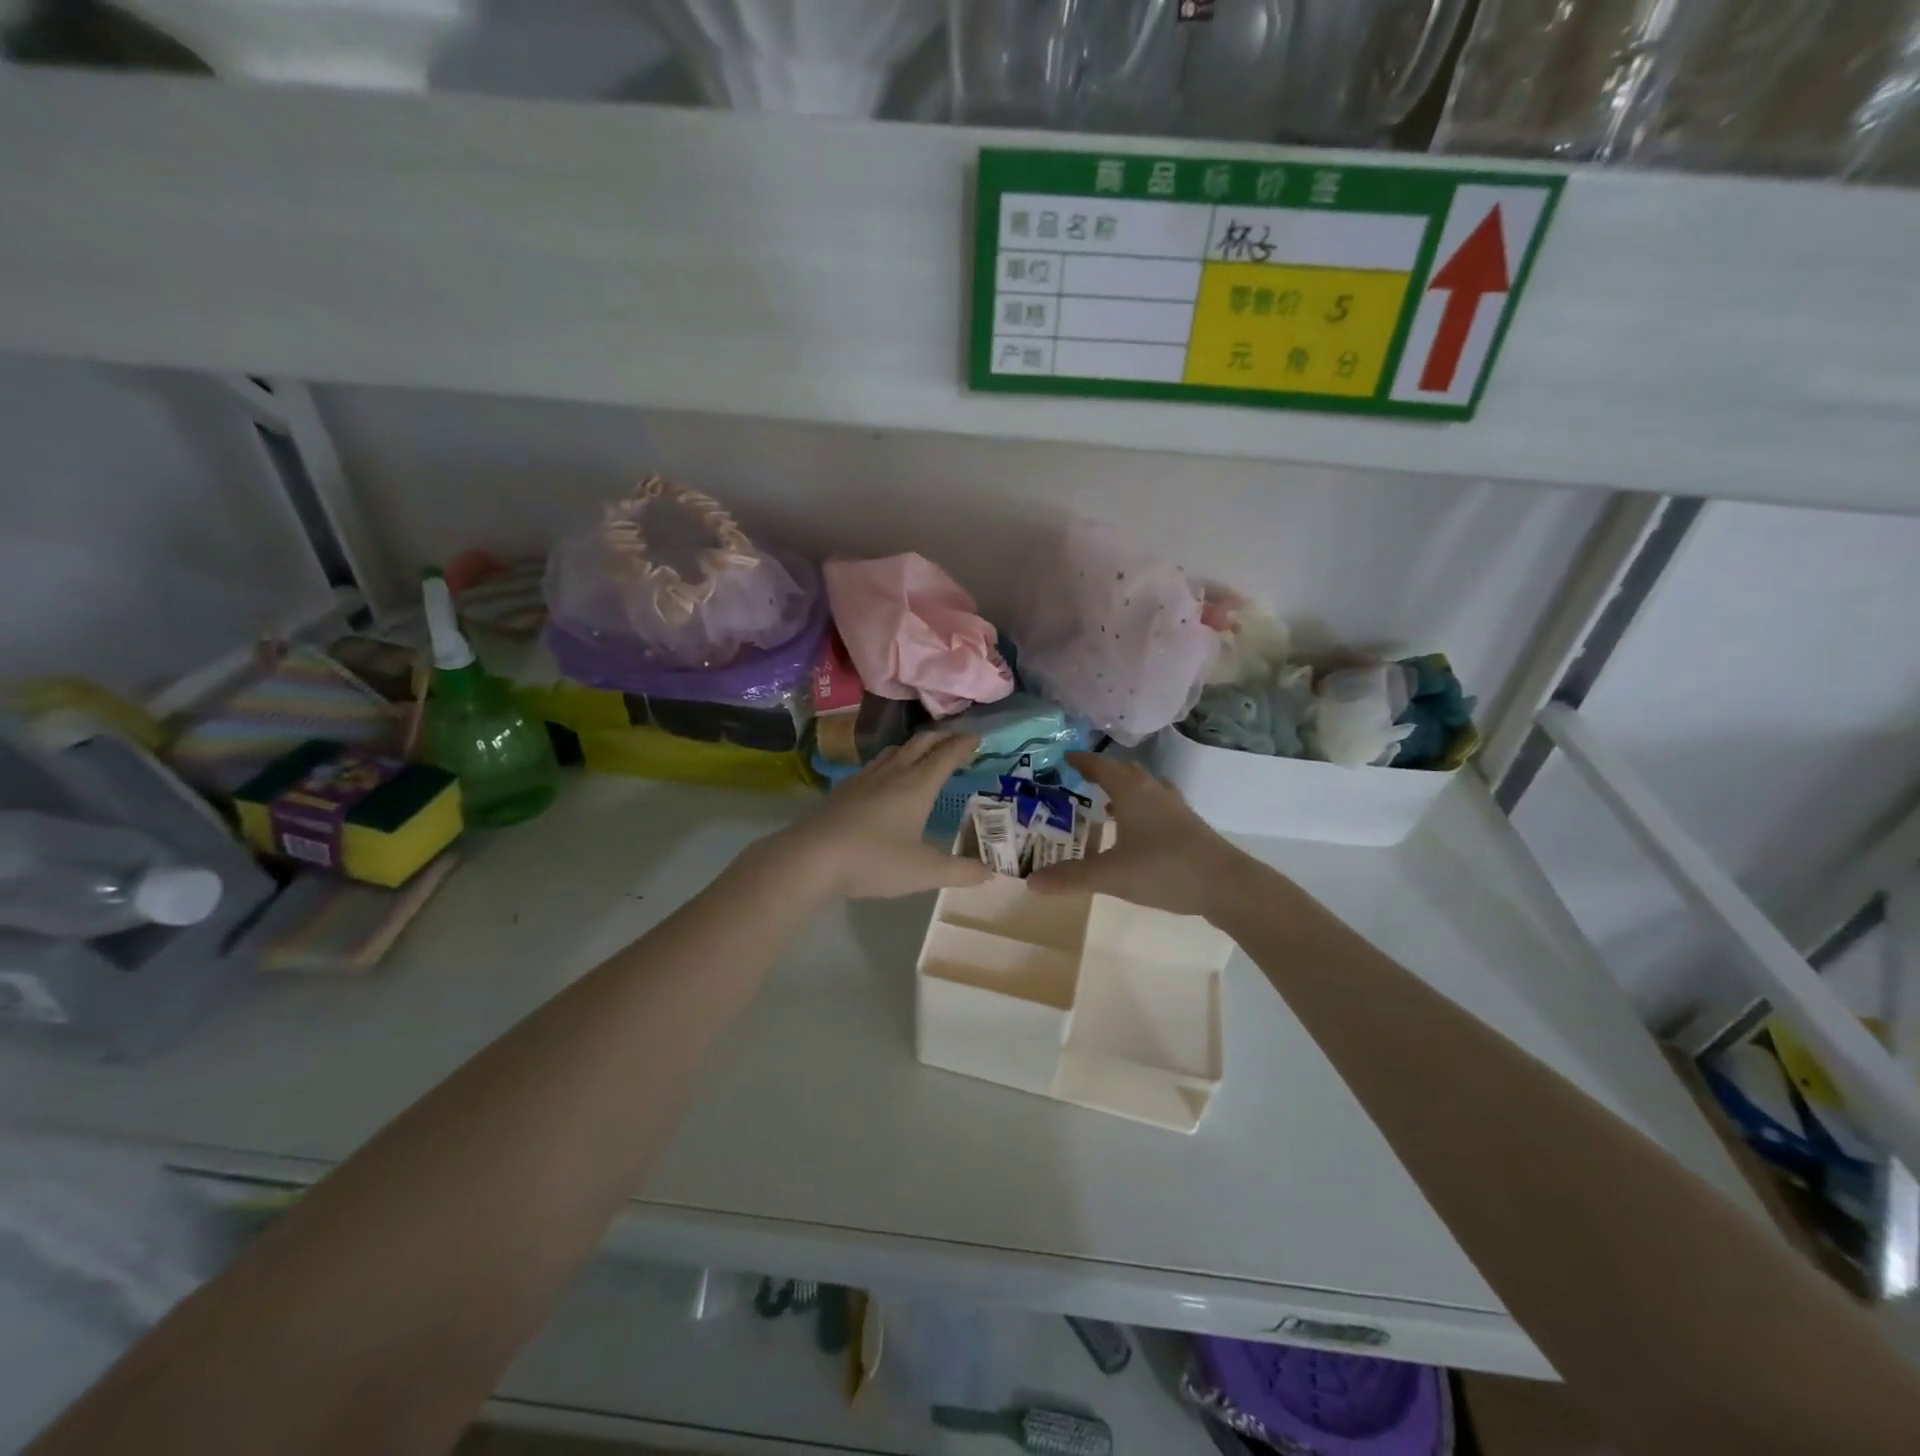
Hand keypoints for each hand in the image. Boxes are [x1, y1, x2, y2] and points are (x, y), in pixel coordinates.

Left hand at [776, 732, 992, 900]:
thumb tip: (990, 872)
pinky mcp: (844, 789)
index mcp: (917, 786)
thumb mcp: (925, 872)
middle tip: (956, 741)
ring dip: (914, 747)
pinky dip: (891, 761)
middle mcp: (893, 773)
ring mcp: (865, 778)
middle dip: (942, 738)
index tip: (977, 738)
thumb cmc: (874, 861)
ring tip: (923, 754)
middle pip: (920, 743)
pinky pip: (875, 764)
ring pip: (895, 751)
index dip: (963, 744)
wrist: (811, 857)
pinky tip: (885, 778)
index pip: (946, 755)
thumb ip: (960, 871)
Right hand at [1028, 753, 1251, 919]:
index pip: (1100, 766)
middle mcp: (1153, 791)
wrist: (1227, 885)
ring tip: (1104, 805)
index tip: (1064, 758)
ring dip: (1123, 790)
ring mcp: (1175, 806)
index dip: (1081, 761)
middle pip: (1124, 772)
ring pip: (1144, 787)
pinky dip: (1139, 807)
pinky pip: (1156, 804)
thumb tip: (1031, 882)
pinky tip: (1135, 830)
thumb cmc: (1164, 870)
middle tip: (1079, 780)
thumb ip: (1071, 878)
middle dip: (1101, 773)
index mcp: (1131, 792)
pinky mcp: (1188, 824)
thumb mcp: (1110, 876)